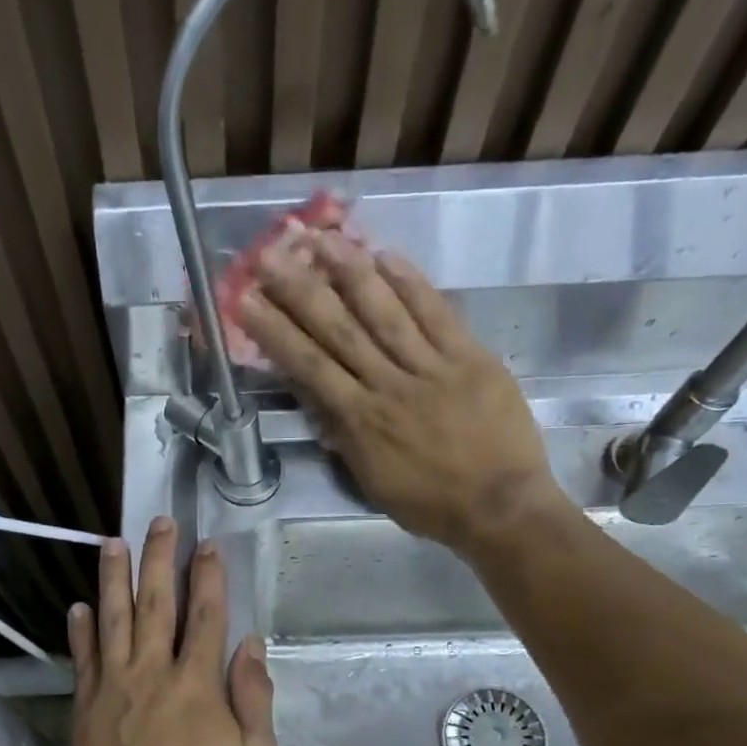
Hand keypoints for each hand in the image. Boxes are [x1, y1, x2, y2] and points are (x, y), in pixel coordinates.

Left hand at [66, 519, 276, 745]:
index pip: (206, 615)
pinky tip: (78, 605)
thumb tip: (248, 645)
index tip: (206, 544)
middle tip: (159, 522)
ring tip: (112, 543)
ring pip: (113, 619)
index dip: (208, 577)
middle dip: (159, 559)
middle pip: (157, 603)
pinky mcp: (85, 706)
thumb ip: (253, 697)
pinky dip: (80, 630)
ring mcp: (114, 686)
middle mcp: (153, 671)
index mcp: (198, 682)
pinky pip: (82, 658)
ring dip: (113, 578)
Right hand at [240, 230, 571, 551]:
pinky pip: (436, 313)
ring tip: (322, 239)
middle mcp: (388, 385)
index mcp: (360, 421)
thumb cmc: (430, 504)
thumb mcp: (373, 481)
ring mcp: (431, 367)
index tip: (247, 301)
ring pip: (384, 312)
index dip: (275, 331)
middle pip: (338, 330)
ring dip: (350, 272)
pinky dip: (411, 284)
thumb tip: (319, 402)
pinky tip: (386, 255)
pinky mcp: (470, 357)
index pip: (309, 366)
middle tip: (270, 256)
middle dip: (300, 291)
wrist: (499, 506)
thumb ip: (346, 438)